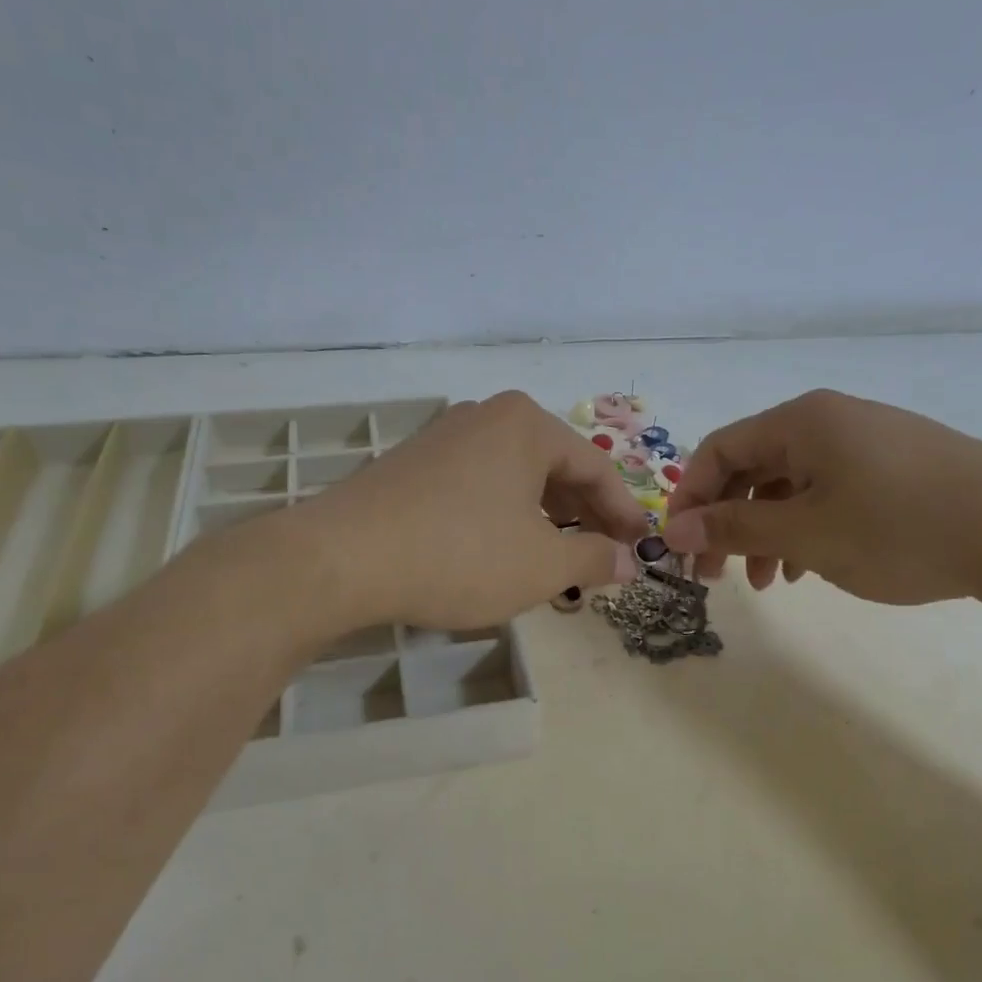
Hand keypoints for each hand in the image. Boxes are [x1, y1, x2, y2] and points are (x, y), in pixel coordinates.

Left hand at [280, 392, 649, 632]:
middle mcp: (487, 416)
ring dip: (545, 517)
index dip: (623, 513)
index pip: (596, 467)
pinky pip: (479, 484)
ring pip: (516, 476)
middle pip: (555, 467)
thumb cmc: (460, 554)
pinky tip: (503, 547)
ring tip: (557, 558)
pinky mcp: (413, 463)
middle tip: (603, 557)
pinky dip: (504, 514)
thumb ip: (595, 558)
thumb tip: (629, 560)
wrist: (342, 558)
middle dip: (584, 515)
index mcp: (527, 424)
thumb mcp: (542, 565)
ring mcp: (445, 436)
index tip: (639, 548)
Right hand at [661, 389, 981, 608]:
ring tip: (768, 583)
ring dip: (766, 532)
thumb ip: (735, 528)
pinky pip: (830, 494)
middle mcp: (830, 421)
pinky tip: (811, 568)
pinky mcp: (898, 469)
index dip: (690, 499)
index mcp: (802, 421)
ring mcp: (868, 443)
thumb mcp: (808, 533)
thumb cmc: (904, 528)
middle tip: (716, 576)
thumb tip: (675, 531)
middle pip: (752, 467)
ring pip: (792, 486)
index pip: (718, 450)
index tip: (680, 549)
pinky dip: (807, 529)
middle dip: (727, 522)